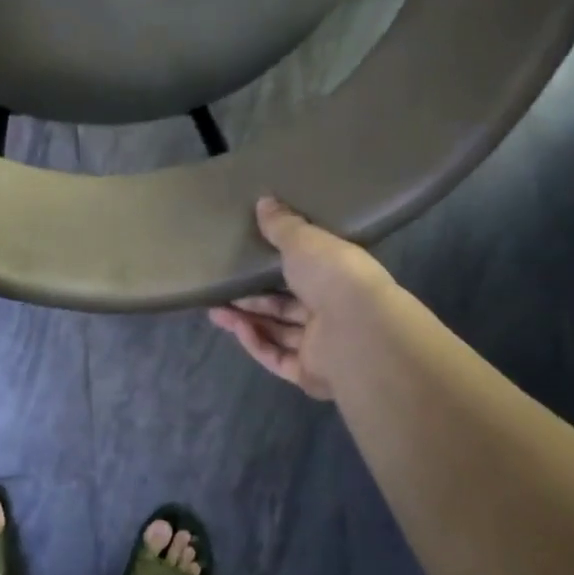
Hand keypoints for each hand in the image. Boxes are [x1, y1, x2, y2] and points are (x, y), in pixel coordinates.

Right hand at [209, 197, 394, 399]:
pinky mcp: (308, 373)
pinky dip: (255, 342)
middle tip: (222, 288)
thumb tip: (264, 201)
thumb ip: (282, 226)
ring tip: (214, 309)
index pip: (307, 272)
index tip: (249, 258)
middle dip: (253, 298)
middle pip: (287, 306)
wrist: (358, 332)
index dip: (277, 267)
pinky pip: (276, 357)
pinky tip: (235, 327)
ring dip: (246, 320)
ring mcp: (322, 346)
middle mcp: (334, 312)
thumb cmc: (335, 277)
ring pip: (278, 332)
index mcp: (340, 278)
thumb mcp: (305, 241)